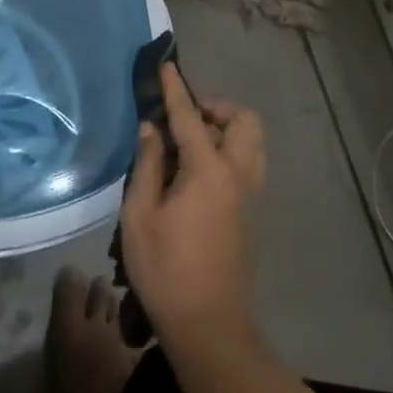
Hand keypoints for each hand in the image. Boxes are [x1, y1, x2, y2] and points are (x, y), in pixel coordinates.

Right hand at [121, 63, 266, 348]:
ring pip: (252, 144)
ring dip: (227, 130)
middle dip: (217, 108)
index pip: (191, 117)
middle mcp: (237, 176)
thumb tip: (152, 129)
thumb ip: (147, 165)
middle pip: (244, 122)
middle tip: (186, 117)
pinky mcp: (250, 215)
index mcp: (209, 171)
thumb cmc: (166, 269)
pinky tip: (196, 173)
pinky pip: (247, 164)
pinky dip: (228, 152)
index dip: (176, 90)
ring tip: (190, 143)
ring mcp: (249, 196)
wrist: (209, 326)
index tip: (167, 66)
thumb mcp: (140, 215)